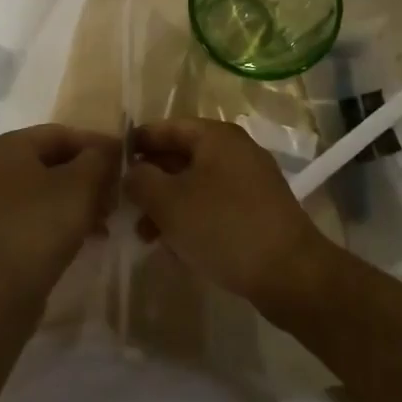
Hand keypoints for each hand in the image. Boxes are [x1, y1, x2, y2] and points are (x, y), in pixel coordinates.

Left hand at [0, 124, 120, 303]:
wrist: (0, 291)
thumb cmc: (40, 225)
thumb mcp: (81, 184)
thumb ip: (99, 158)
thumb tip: (109, 148)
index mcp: (8, 146)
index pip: (63, 133)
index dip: (98, 145)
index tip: (128, 163)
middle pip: (55, 161)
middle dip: (92, 176)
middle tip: (120, 194)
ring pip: (50, 189)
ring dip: (83, 199)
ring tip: (109, 218)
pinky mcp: (0, 232)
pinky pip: (39, 214)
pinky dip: (65, 218)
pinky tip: (92, 235)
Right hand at [126, 118, 332, 314]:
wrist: (290, 274)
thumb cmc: (223, 227)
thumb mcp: (168, 202)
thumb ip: (141, 180)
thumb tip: (132, 172)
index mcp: (216, 136)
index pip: (166, 127)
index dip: (137, 143)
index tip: (111, 164)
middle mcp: (235, 150)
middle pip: (181, 156)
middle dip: (151, 181)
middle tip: (125, 205)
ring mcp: (250, 181)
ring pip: (196, 184)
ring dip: (168, 205)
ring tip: (147, 235)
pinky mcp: (258, 210)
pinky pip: (214, 205)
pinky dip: (192, 218)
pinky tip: (176, 246)